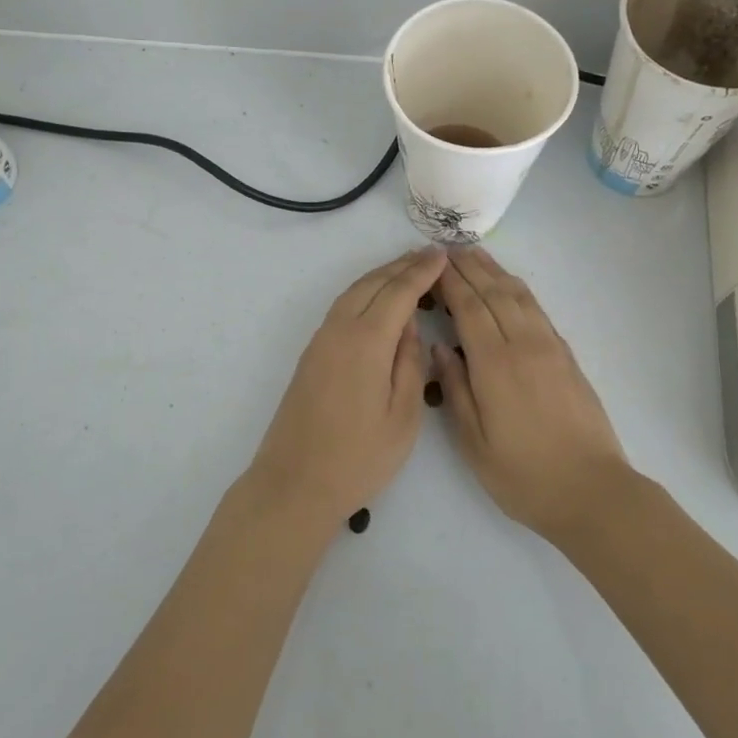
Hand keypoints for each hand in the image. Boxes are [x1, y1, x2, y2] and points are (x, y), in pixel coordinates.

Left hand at [246, 247, 445, 527]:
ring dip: (381, 276)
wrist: (294, 483)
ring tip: (408, 268)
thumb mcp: (402, 417)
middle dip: (402, 265)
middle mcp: (339, 330)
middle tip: (430, 254)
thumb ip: (410, 364)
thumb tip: (410, 327)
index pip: (398, 293)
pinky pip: (342, 307)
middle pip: (373, 283)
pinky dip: (365, 292)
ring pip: (353, 292)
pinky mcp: (312, 354)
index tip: (443, 254)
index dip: (422, 271)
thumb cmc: (357, 458)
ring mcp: (320, 340)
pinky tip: (378, 300)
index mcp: (366, 342)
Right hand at [432, 247, 631, 539]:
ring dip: (494, 271)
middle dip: (469, 267)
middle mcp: (523, 345)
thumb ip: (455, 389)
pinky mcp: (566, 355)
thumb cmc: (524, 475)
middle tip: (447, 248)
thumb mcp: (474, 443)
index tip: (432, 263)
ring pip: (518, 295)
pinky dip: (518, 289)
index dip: (450, 282)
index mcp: (495, 365)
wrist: (592, 491)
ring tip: (474, 254)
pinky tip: (508, 285)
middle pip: (493, 292)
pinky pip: (537, 309)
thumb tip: (440, 347)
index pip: (468, 308)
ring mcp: (549, 347)